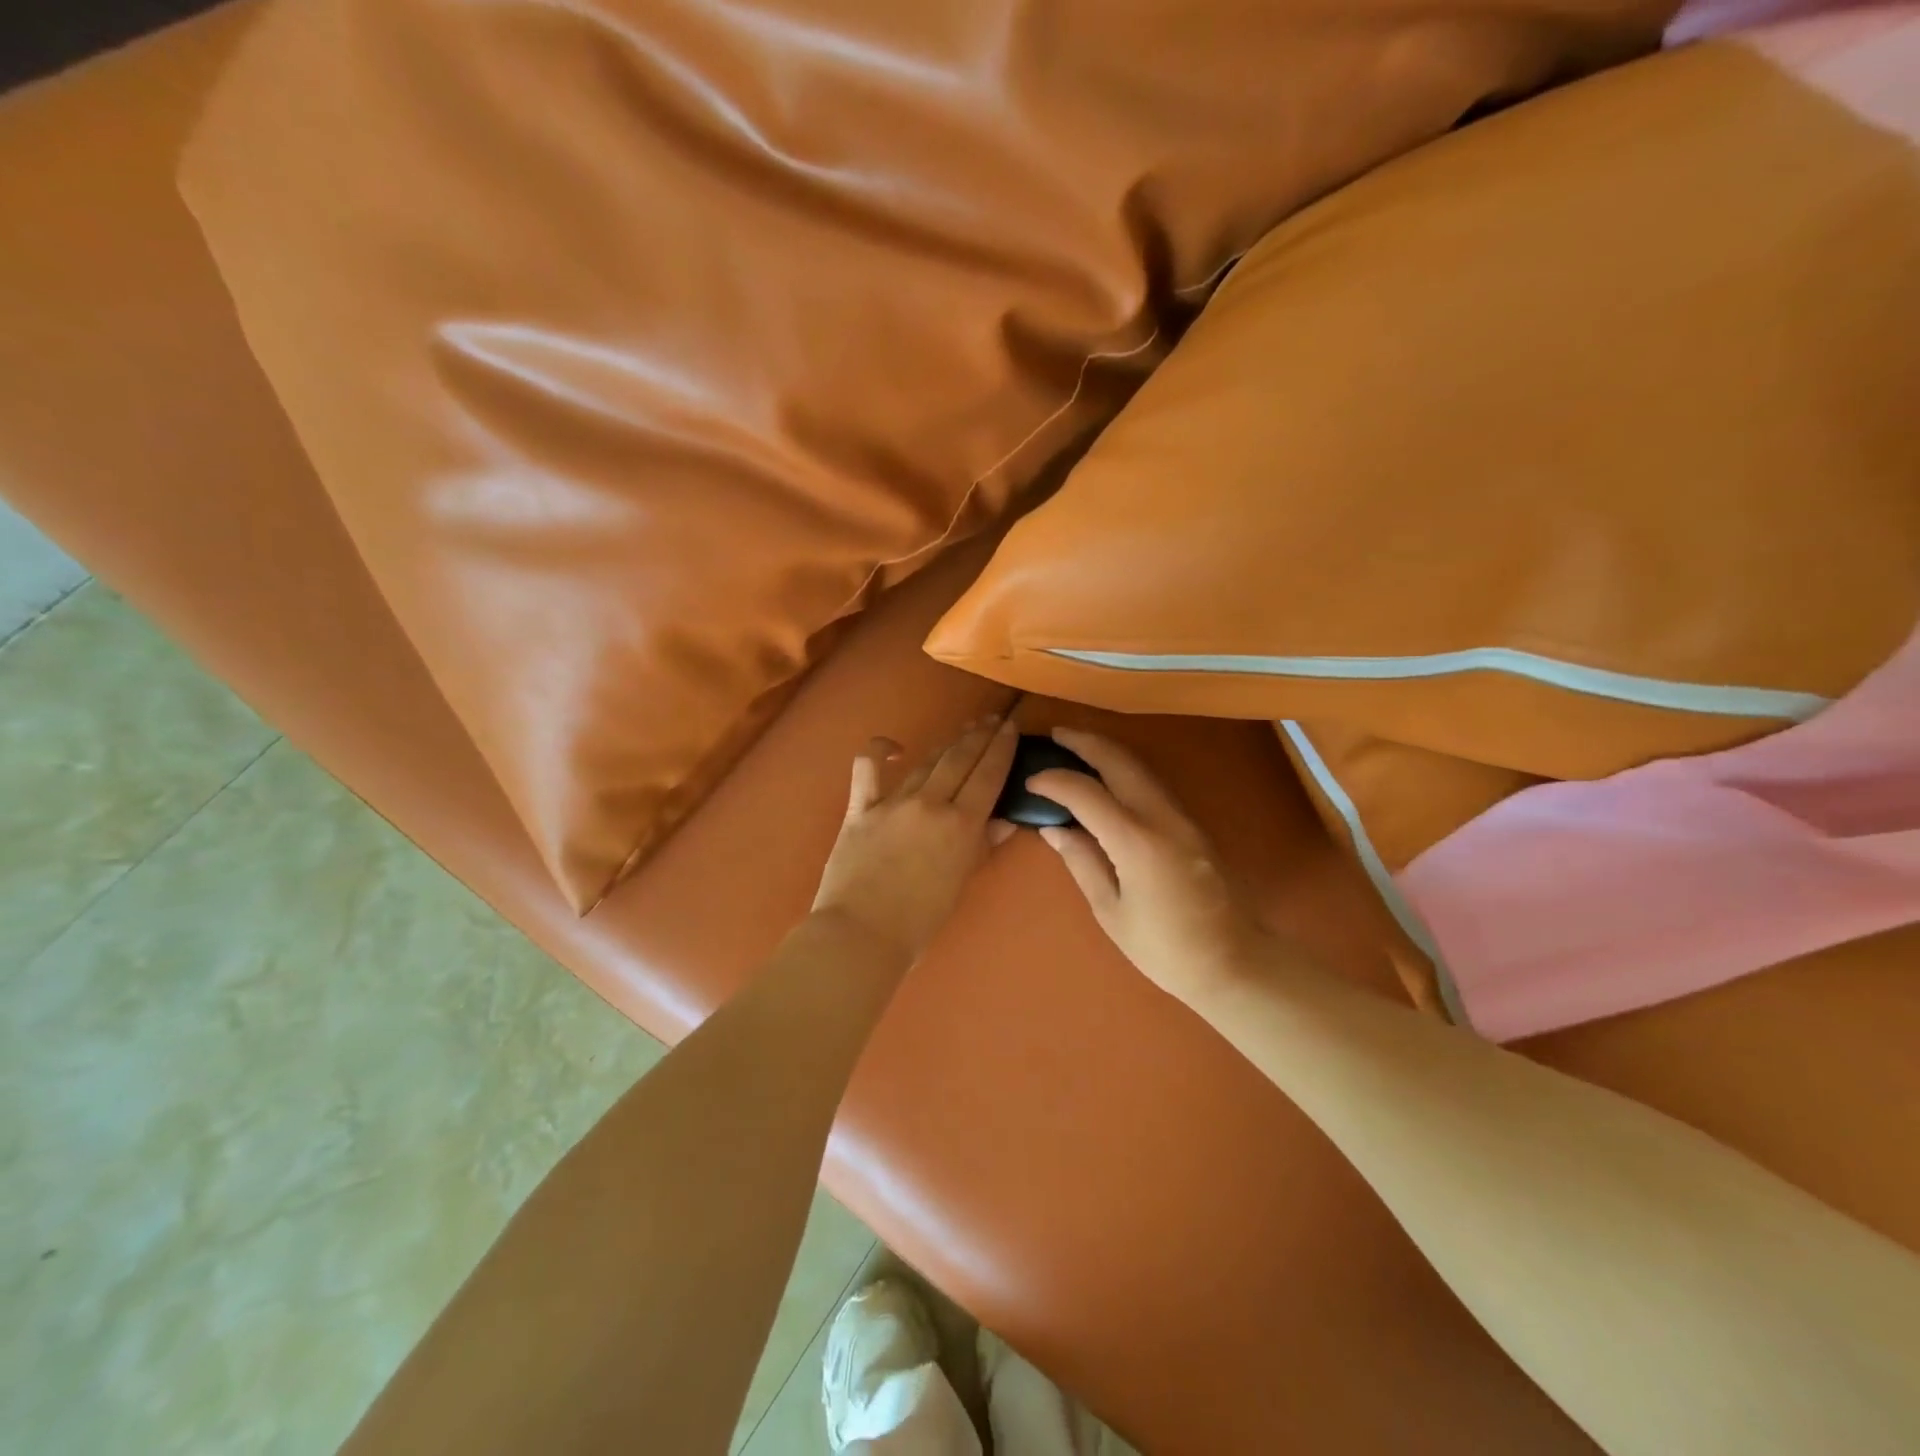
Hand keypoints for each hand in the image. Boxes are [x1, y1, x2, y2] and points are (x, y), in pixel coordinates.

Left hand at [811, 715, 1018, 961]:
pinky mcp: (860, 808)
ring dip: (946, 745)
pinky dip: (880, 752)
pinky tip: (894, 748)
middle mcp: (930, 803)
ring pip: (925, 763)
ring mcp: (893, 802)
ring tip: (962, 731)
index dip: (1001, 748)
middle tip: (990, 719)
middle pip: (960, 759)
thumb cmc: (919, 921)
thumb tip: (1006, 820)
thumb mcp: (960, 883)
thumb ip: (982, 846)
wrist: (861, 934)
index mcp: (961, 824)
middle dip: (978, 736)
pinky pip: (868, 769)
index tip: (1010, 727)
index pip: (988, 775)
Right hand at [1027, 729, 1276, 1006]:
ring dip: (1107, 751)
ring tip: (1076, 747)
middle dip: (1086, 742)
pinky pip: (1153, 784)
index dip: (1055, 781)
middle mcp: (1162, 818)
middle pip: (1120, 762)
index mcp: (1136, 842)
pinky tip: (1108, 777)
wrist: (1233, 962)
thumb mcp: (1111, 911)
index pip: (1087, 793)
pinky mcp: (1192, 824)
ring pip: (1140, 767)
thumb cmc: (1164, 948)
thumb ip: (1082, 862)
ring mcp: (1183, 818)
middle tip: (1055, 735)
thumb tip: (1053, 829)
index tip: (1031, 780)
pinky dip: (1125, 770)